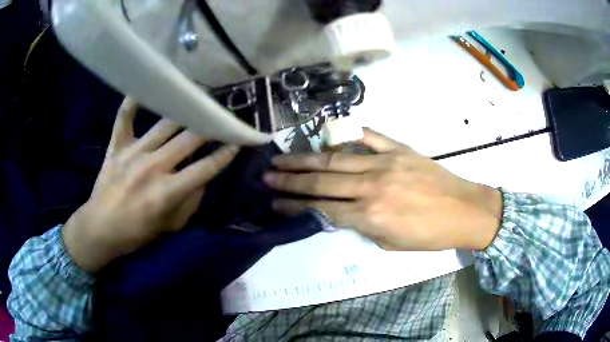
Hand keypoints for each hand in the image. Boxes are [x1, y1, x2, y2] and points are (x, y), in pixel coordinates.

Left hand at [62, 97, 238, 271]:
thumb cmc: (136, 233)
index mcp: (167, 192)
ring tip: (200, 98)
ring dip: (186, 110)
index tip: (239, 141)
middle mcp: (153, 167)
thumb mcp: (170, 226)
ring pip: (166, 124)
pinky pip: (125, 117)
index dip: (226, 153)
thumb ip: (191, 202)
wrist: (100, 229)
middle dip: (212, 127)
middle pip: (190, 139)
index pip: (206, 168)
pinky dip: (133, 102)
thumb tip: (204, 178)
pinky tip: (144, 88)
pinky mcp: (117, 146)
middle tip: (225, 117)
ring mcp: (133, 153)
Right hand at [264, 129, 502, 250]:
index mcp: (370, 216)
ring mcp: (385, 163)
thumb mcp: (389, 243)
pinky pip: (368, 137)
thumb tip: (339, 212)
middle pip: (321, 180)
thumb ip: (361, 225)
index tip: (273, 202)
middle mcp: (371, 187)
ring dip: (306, 159)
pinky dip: (347, 135)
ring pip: (336, 158)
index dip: (293, 205)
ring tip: (282, 157)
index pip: (321, 208)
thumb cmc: (429, 235)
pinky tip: (327, 135)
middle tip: (266, 175)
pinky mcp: (398, 149)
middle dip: (289, 179)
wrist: (464, 211)